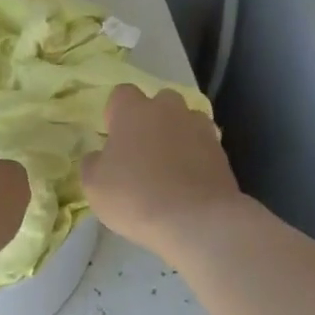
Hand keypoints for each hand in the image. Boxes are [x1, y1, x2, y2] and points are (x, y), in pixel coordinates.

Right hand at [82, 85, 243, 260]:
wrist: (196, 220)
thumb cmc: (135, 197)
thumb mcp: (94, 185)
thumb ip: (93, 163)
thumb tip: (100, 156)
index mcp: (134, 111)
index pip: (122, 93)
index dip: (116, 113)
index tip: (114, 137)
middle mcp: (169, 109)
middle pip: (159, 102)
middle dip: (151, 119)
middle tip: (142, 151)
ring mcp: (200, 128)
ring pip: (185, 121)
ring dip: (176, 136)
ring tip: (169, 167)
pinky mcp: (222, 151)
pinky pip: (203, 145)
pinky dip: (195, 157)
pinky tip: (188, 182)